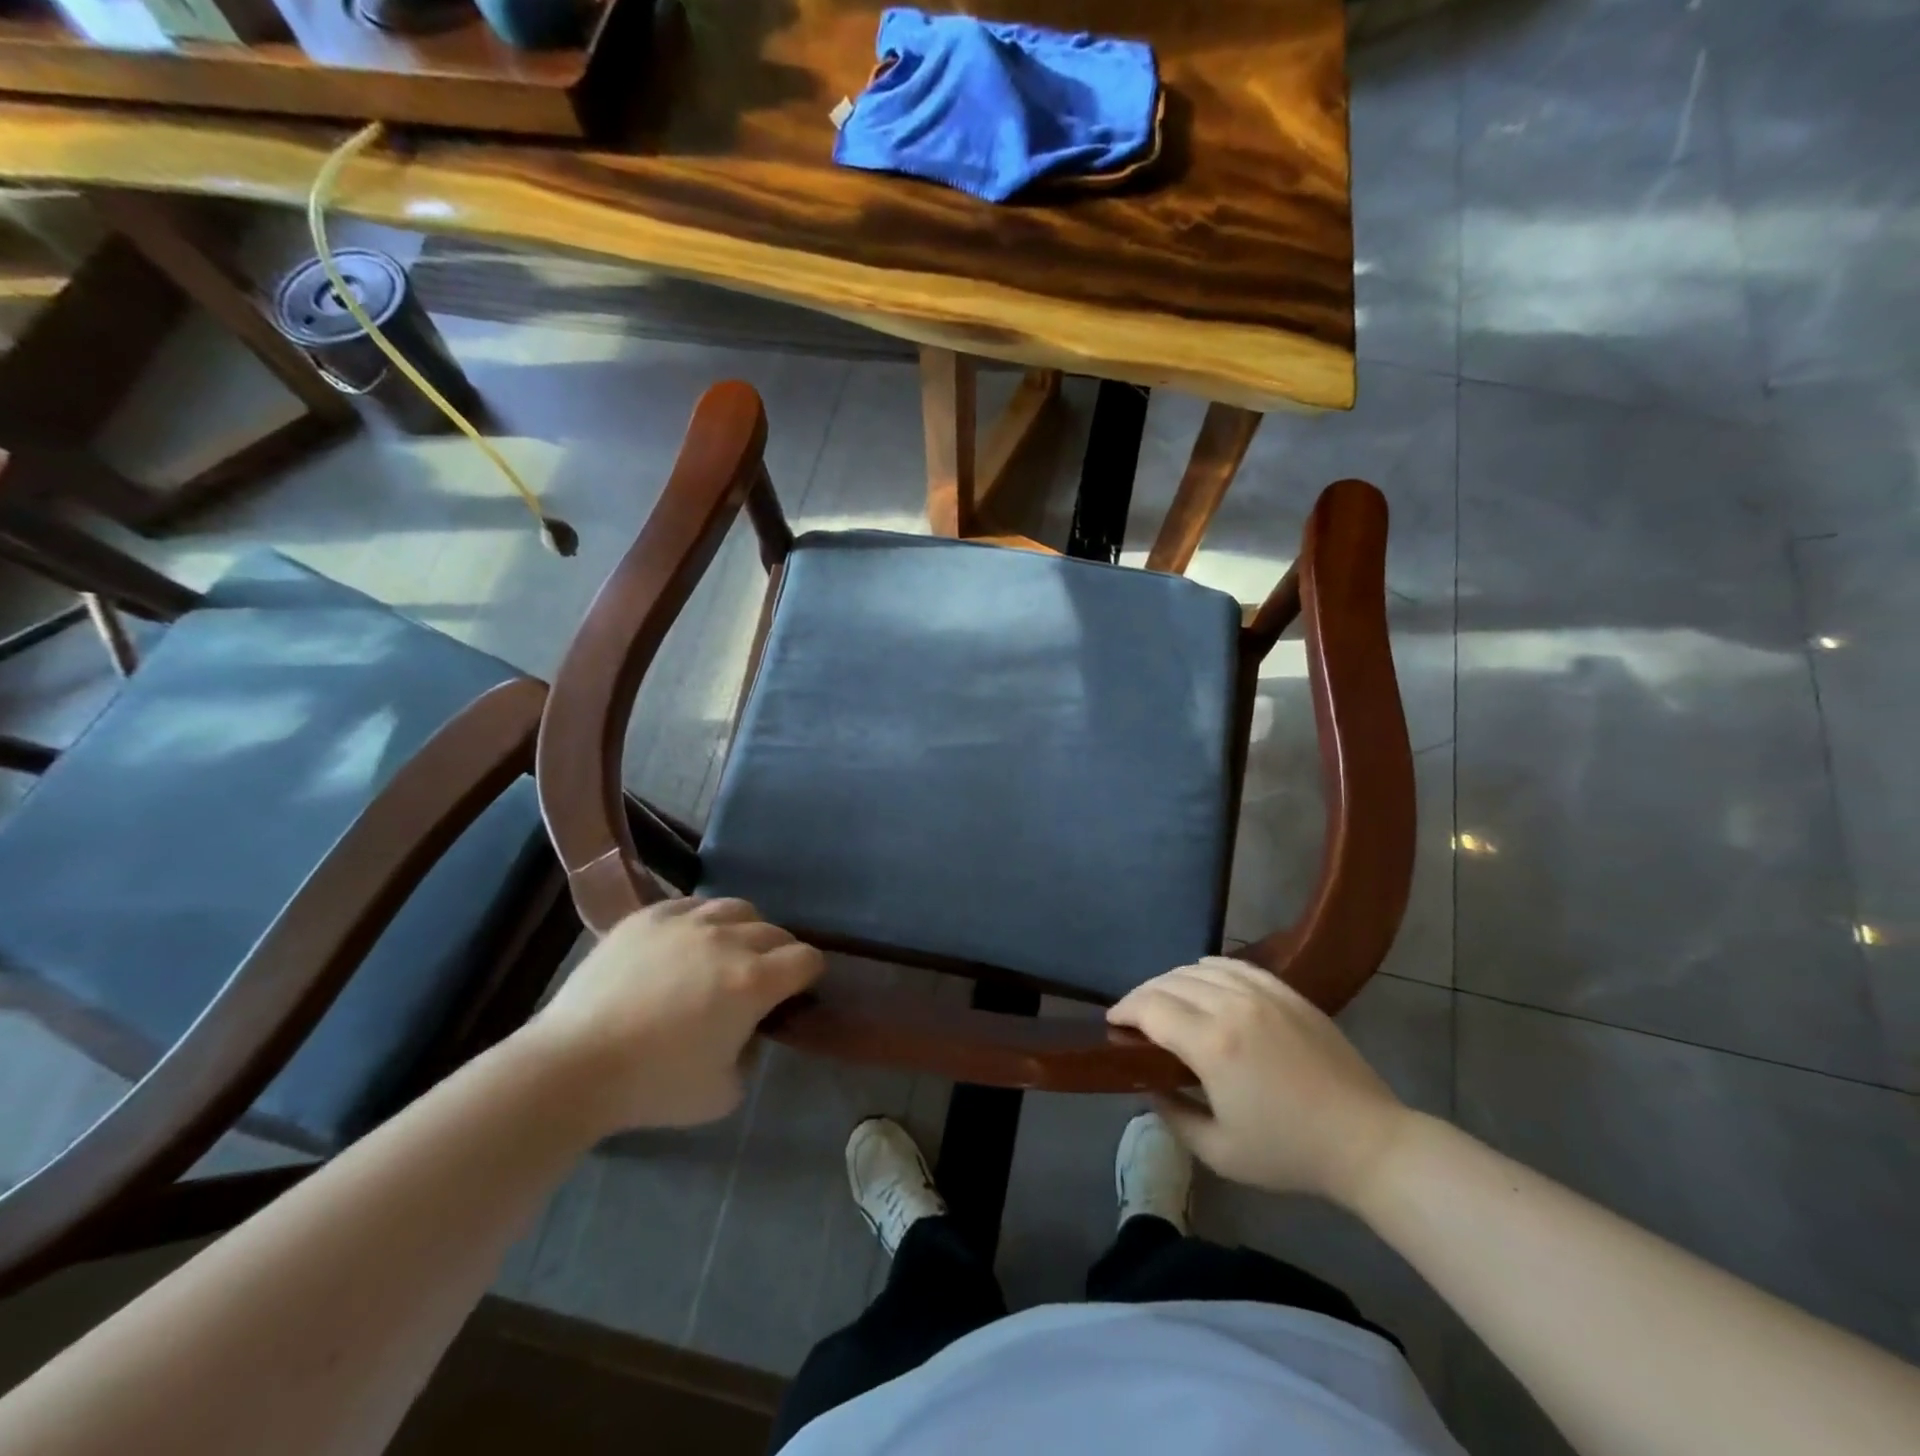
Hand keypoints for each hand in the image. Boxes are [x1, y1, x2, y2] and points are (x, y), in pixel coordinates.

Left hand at [523, 898, 824, 1131]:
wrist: (573, 1066)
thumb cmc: (654, 1085)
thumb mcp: (724, 1092)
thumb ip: (751, 1055)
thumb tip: (747, 1030)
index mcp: (754, 981)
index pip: (806, 959)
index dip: (808, 975)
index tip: (797, 990)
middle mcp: (728, 939)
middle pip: (776, 931)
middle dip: (779, 953)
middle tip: (762, 978)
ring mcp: (686, 921)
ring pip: (737, 908)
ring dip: (744, 929)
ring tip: (726, 951)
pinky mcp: (649, 916)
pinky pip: (691, 904)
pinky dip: (701, 920)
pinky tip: (686, 941)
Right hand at [1108, 958, 1410, 1205]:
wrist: (1366, 1142)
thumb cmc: (1290, 1153)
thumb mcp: (1219, 1152)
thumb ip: (1173, 1115)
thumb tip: (1148, 1085)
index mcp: (1212, 1044)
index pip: (1150, 1007)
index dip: (1124, 1010)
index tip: (1113, 1023)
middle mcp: (1232, 1006)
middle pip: (1169, 982)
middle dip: (1142, 996)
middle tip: (1134, 1018)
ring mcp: (1263, 993)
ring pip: (1198, 968)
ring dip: (1171, 981)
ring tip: (1165, 1001)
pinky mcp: (1286, 992)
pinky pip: (1234, 965)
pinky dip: (1207, 969)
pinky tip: (1203, 983)